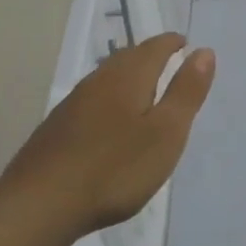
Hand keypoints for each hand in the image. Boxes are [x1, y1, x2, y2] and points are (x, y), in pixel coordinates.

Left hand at [4, 33, 215, 238]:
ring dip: (127, 75)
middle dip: (149, 54)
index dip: (172, 42)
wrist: (41, 203)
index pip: (155, 47)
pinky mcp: (57, 127)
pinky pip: (92, 99)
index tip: (185, 42)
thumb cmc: (116, 168)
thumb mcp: (166, 132)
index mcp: (129, 77)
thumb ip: (186, 92)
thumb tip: (203, 51)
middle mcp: (99, 80)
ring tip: (143, 86)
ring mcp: (74, 103)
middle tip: (167, 59)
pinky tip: (108, 119)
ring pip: (107, 77)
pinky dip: (109, 98)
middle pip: (128, 57)